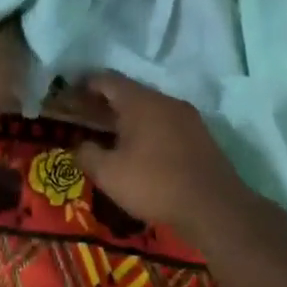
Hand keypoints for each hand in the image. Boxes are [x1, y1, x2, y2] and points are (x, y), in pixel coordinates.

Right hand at [75, 73, 241, 232]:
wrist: (214, 206)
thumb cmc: (154, 184)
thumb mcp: (109, 174)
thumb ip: (87, 154)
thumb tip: (79, 145)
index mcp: (139, 101)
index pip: (107, 80)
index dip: (87, 84)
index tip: (72, 94)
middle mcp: (164, 100)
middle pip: (130, 92)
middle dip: (106, 102)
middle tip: (88, 116)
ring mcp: (187, 116)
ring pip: (150, 108)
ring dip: (129, 117)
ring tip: (113, 135)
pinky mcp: (201, 135)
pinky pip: (167, 123)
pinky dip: (150, 129)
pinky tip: (143, 150)